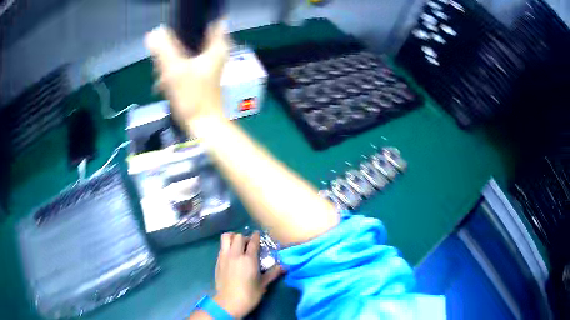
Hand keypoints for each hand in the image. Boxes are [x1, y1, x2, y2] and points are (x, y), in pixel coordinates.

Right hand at [145, 21, 228, 128]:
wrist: (202, 125)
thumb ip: (163, 49)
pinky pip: (184, 64)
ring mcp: (208, 64)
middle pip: (193, 37)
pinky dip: (174, 71)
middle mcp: (216, 52)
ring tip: (164, 75)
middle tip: (165, 57)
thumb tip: (154, 33)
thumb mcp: (175, 70)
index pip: (212, 21)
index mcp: (217, 47)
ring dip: (172, 60)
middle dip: (175, 46)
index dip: (193, 21)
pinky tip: (164, 83)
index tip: (178, 26)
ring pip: (187, 51)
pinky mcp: (200, 75)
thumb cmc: (192, 97)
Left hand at [214, 232, 282, 317]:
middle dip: (245, 237)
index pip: (253, 242)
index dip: (256, 237)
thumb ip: (273, 273)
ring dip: (232, 238)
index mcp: (249, 259)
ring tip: (237, 244)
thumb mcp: (263, 285)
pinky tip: (231, 254)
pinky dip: (226, 246)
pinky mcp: (217, 262)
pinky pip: (221, 247)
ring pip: (226, 237)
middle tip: (249, 244)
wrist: (229, 302)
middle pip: (239, 237)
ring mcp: (224, 257)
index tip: (258, 235)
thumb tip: (283, 266)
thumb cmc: (249, 294)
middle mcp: (235, 254)